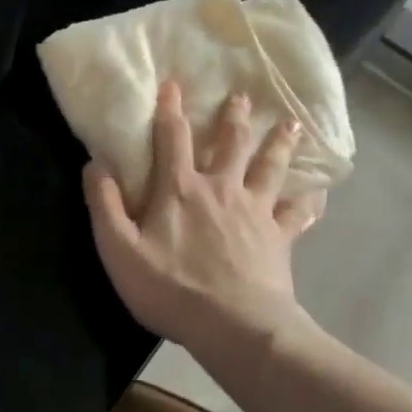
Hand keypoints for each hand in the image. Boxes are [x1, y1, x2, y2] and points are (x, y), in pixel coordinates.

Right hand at [83, 81, 324, 357]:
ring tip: (291, 124)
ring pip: (269, 169)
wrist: (236, 328)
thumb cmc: (171, 288)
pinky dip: (308, 202)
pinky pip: (298, 215)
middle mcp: (220, 189)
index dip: (170, 108)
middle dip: (234, 117)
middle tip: (242, 96)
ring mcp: (255, 212)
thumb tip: (94, 164)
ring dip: (278, 145)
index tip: (173, 83)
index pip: (173, 138)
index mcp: (180, 189)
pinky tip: (317, 193)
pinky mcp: (279, 239)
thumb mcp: (118, 249)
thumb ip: (103, 204)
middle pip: (230, 144)